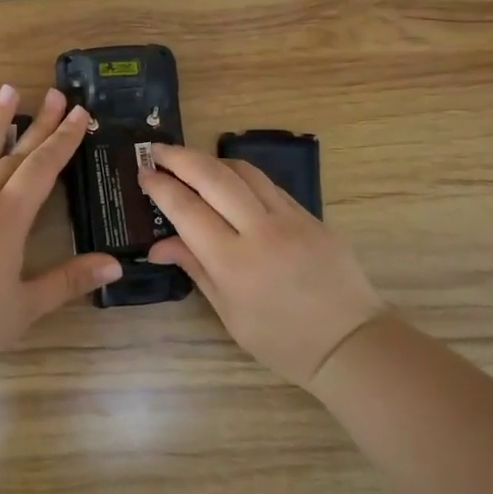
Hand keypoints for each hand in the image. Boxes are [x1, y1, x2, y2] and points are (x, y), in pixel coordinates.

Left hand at [0, 85, 123, 377]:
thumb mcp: (26, 306)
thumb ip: (69, 281)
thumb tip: (115, 266)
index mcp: (9, 218)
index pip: (43, 168)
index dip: (63, 140)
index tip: (78, 113)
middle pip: (15, 154)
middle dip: (39, 124)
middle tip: (56, 94)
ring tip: (9, 91)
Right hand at [141, 145, 385, 388]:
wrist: (350, 342)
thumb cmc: (282, 340)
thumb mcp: (229, 313)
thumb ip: (194, 268)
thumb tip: (158, 246)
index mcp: (233, 262)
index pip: (187, 209)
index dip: (161, 187)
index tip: (143, 174)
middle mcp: (260, 230)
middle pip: (213, 177)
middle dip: (179, 157)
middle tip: (156, 151)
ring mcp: (290, 218)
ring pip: (243, 171)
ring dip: (211, 160)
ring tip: (189, 161)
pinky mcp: (310, 215)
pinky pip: (268, 185)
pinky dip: (241, 176)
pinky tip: (229, 181)